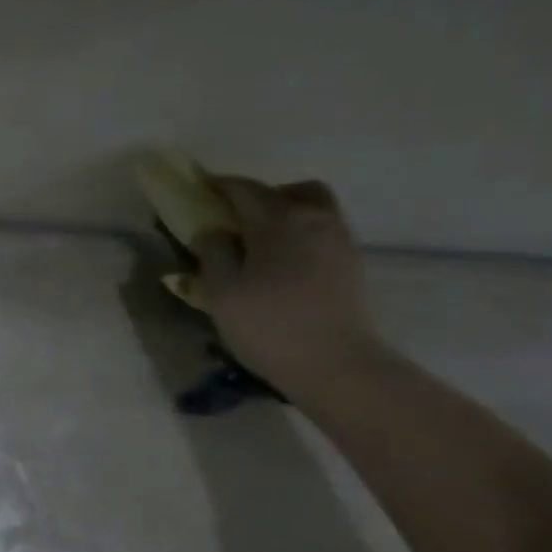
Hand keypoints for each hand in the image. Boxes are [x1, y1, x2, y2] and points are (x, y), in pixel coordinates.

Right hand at [192, 176, 388, 396]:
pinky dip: (302, 237)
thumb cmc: (268, 325)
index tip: (199, 189)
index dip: (219, 187)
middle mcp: (315, 219)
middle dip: (262, 197)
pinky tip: (285, 265)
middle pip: (290, 191)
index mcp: (278, 220)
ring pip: (314, 210)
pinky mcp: (352, 265)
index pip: (244, 189)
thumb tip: (214, 230)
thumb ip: (213, 252)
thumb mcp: (222, 291)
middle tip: (237, 219)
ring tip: (262, 244)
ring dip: (287, 215)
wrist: (335, 365)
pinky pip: (323, 234)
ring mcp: (340, 241)